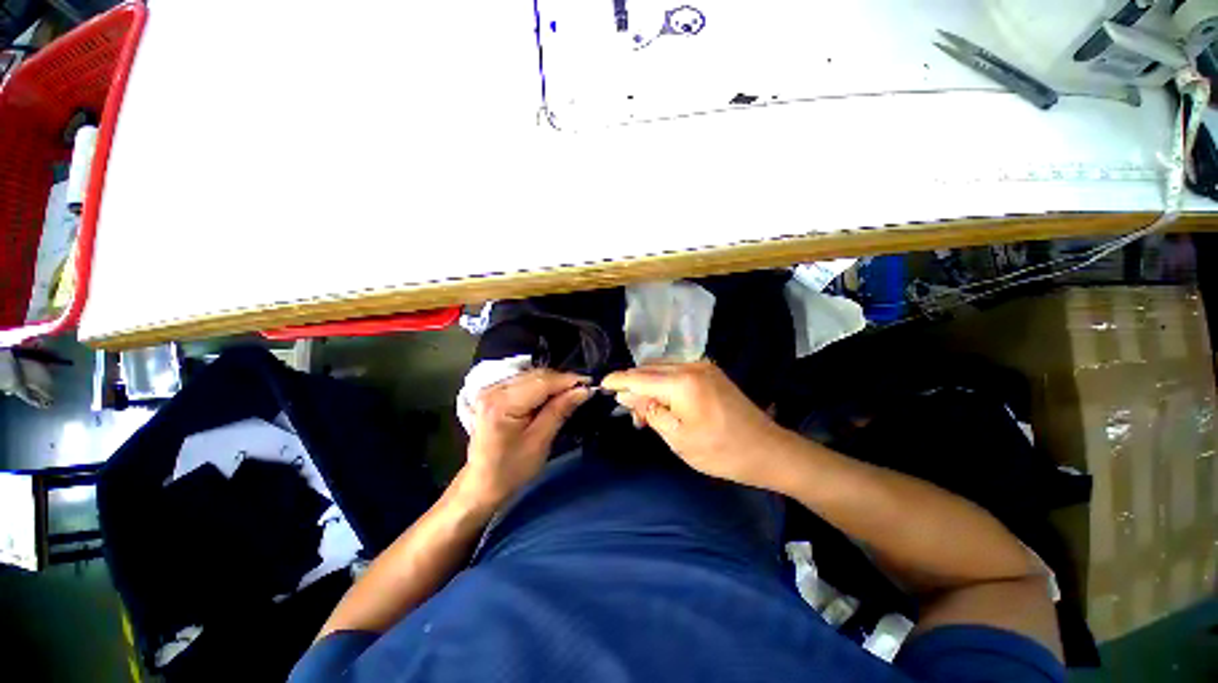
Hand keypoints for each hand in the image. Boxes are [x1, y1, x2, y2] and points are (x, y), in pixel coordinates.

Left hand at [461, 369, 590, 506]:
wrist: (481, 484)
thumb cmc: (511, 469)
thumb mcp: (539, 442)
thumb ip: (560, 411)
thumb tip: (583, 390)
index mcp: (502, 404)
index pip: (542, 382)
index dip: (568, 380)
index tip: (591, 384)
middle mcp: (493, 390)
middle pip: (536, 375)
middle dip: (562, 381)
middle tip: (583, 390)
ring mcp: (491, 389)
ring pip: (531, 375)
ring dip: (553, 383)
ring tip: (571, 393)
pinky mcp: (493, 393)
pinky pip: (524, 381)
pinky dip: (542, 386)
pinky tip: (552, 396)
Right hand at [602, 361, 791, 489]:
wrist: (768, 450)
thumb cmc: (721, 451)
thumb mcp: (678, 438)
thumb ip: (650, 411)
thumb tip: (627, 394)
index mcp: (682, 383)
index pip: (639, 376)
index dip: (618, 380)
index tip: (601, 384)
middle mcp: (691, 366)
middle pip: (649, 369)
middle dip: (634, 385)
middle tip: (630, 412)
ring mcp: (703, 366)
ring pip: (662, 368)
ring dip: (649, 384)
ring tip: (646, 411)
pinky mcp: (711, 372)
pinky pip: (677, 371)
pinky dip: (664, 383)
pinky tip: (664, 401)